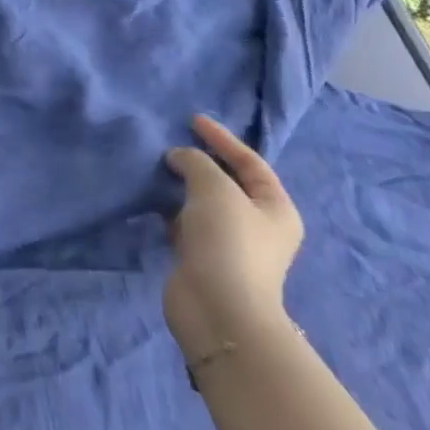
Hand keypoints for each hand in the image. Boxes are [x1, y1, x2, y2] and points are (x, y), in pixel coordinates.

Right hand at [162, 113, 302, 359]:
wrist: (218, 310)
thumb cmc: (228, 241)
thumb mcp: (214, 187)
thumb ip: (195, 161)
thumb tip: (178, 158)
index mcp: (276, 208)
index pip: (250, 162)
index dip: (222, 138)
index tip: (192, 119)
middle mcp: (258, 226)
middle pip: (228, 182)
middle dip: (201, 161)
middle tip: (173, 142)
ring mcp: (231, 244)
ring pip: (205, 203)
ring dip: (183, 185)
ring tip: (158, 166)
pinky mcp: (204, 259)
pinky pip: (187, 223)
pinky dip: (172, 209)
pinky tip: (154, 199)